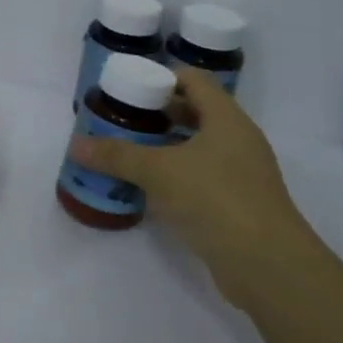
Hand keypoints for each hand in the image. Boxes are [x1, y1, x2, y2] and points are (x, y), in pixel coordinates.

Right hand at [68, 67, 327, 300]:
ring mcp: (241, 174)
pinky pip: (200, 178)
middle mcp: (238, 140)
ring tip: (126, 150)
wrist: (266, 264)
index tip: (127, 86)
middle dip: (157, 114)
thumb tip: (76, 144)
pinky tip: (147, 188)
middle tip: (120, 119)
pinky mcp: (237, 205)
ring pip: (197, 148)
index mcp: (226, 118)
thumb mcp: (159, 171)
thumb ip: (117, 155)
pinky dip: (174, 177)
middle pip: (195, 113)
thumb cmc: (215, 199)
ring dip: (164, 147)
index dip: (161, 77)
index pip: (193, 80)